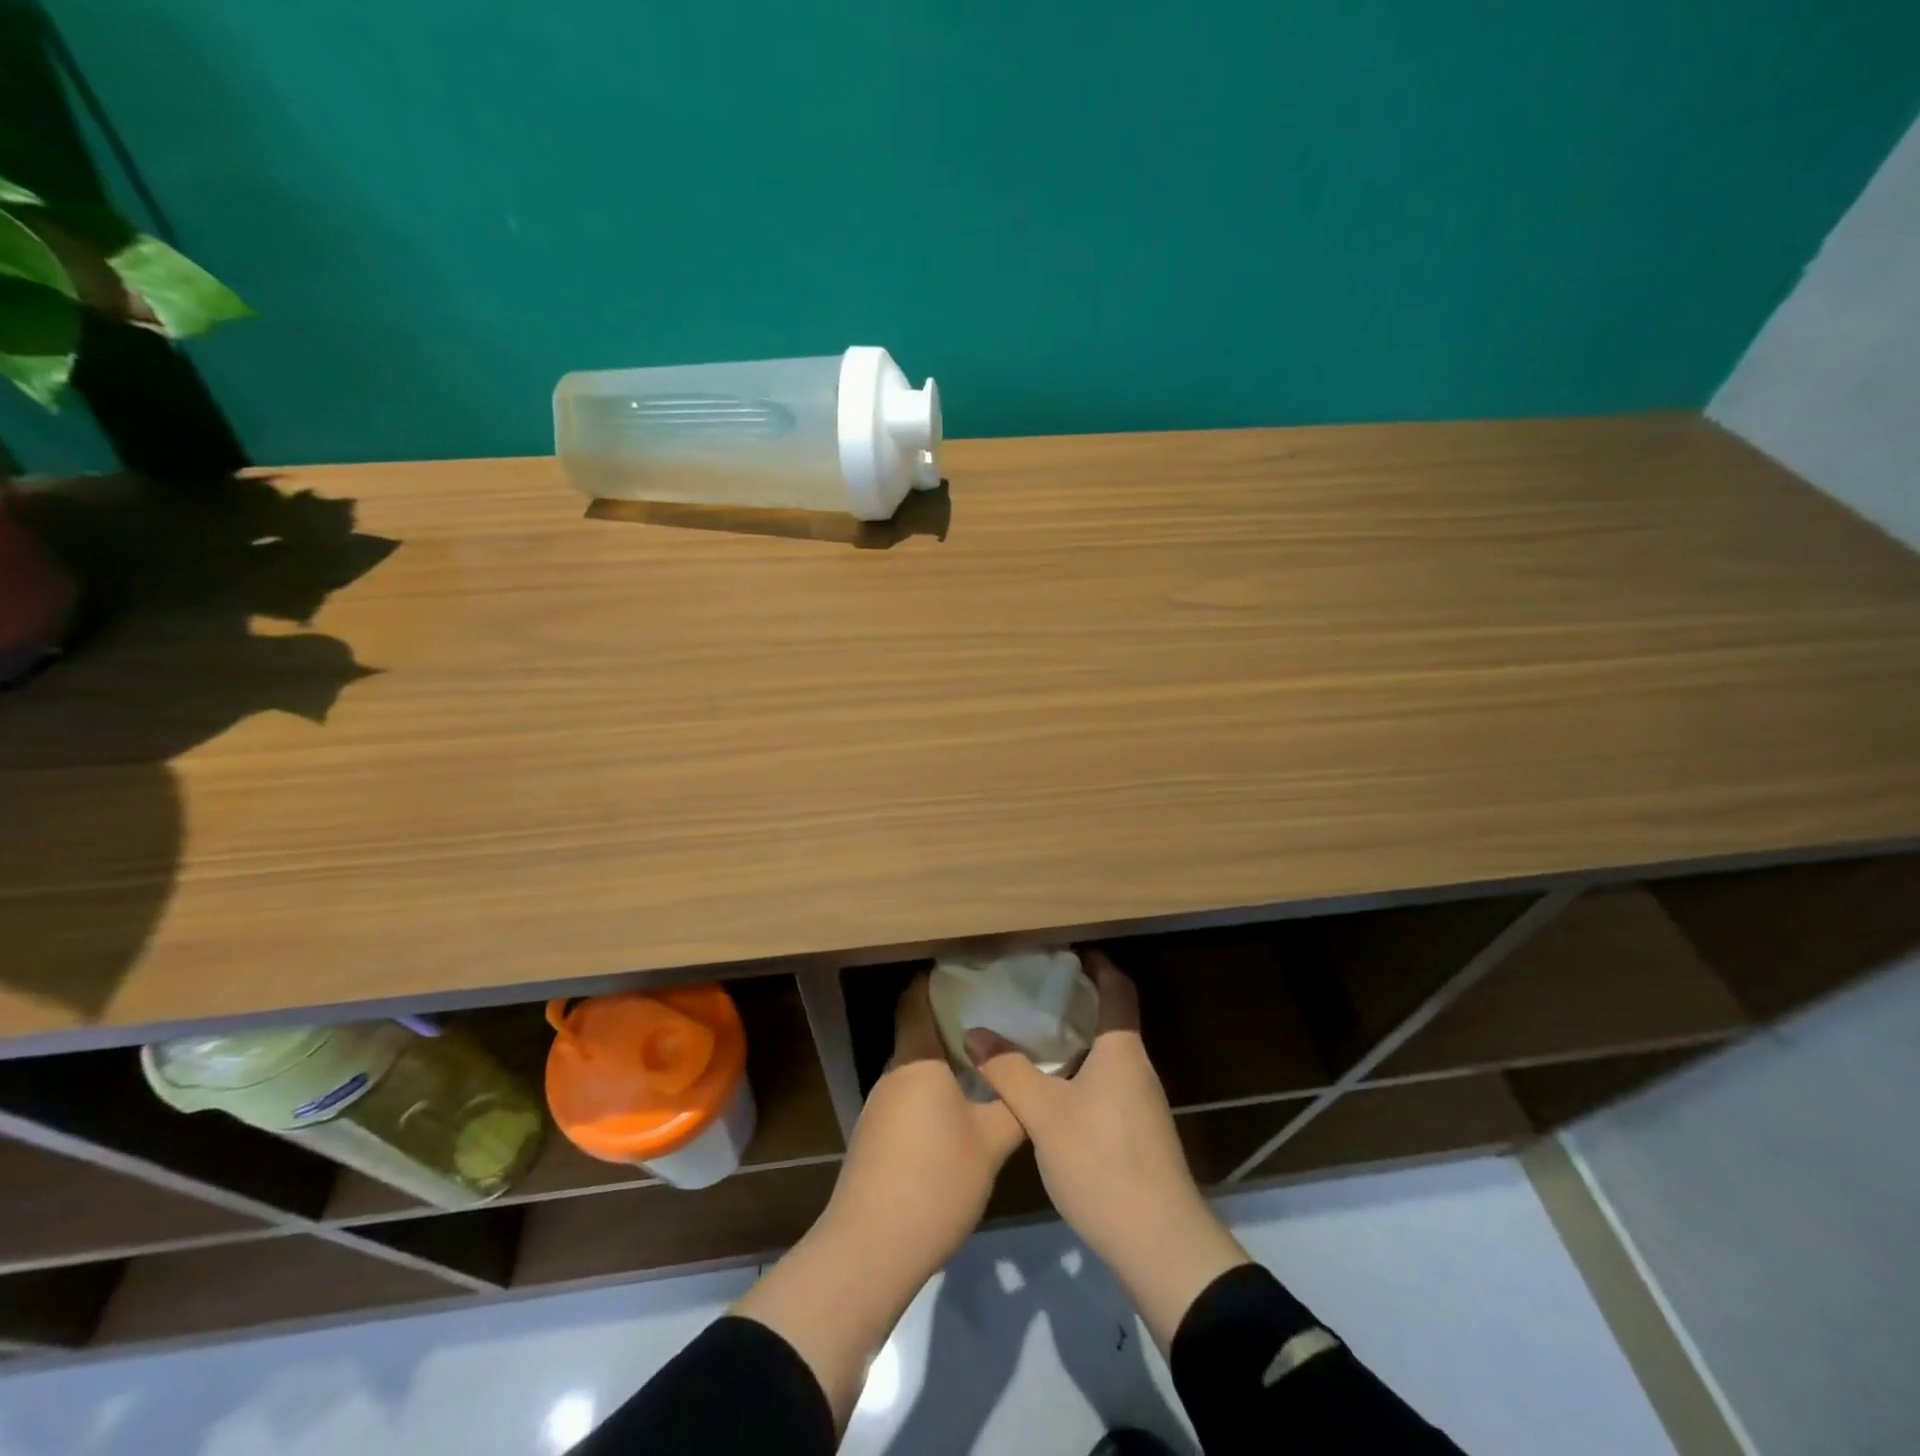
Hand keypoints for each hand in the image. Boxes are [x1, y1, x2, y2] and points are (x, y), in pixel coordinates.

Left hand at [735, 974, 1024, 1428]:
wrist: (870, 1250)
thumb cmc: (934, 1181)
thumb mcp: (990, 1142)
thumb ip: (1014, 1103)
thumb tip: (1035, 1075)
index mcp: (917, 1060)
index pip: (917, 999)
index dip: (938, 980)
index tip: (973, 972)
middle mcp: (893, 1074)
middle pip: (919, 1031)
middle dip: (954, 1022)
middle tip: (997, 1017)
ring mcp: (879, 1107)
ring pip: (915, 1068)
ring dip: (945, 1061)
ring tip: (987, 1061)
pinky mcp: (876, 1138)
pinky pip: (908, 1096)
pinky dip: (934, 1091)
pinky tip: (961, 1110)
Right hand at [965, 951, 1250, 1348]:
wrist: (1160, 1244)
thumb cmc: (1102, 1162)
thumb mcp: (1044, 1114)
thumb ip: (1009, 1070)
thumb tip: (975, 1032)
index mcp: (1121, 1050)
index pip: (1118, 988)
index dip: (1098, 964)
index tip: (1067, 952)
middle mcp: (1137, 1067)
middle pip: (1111, 1018)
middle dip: (1077, 1000)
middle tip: (1033, 991)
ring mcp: (1142, 1102)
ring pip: (1107, 1054)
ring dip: (1077, 1039)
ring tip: (1033, 1034)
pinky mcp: (1139, 1132)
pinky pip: (1107, 1082)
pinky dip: (1080, 1071)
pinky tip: (1051, 1088)